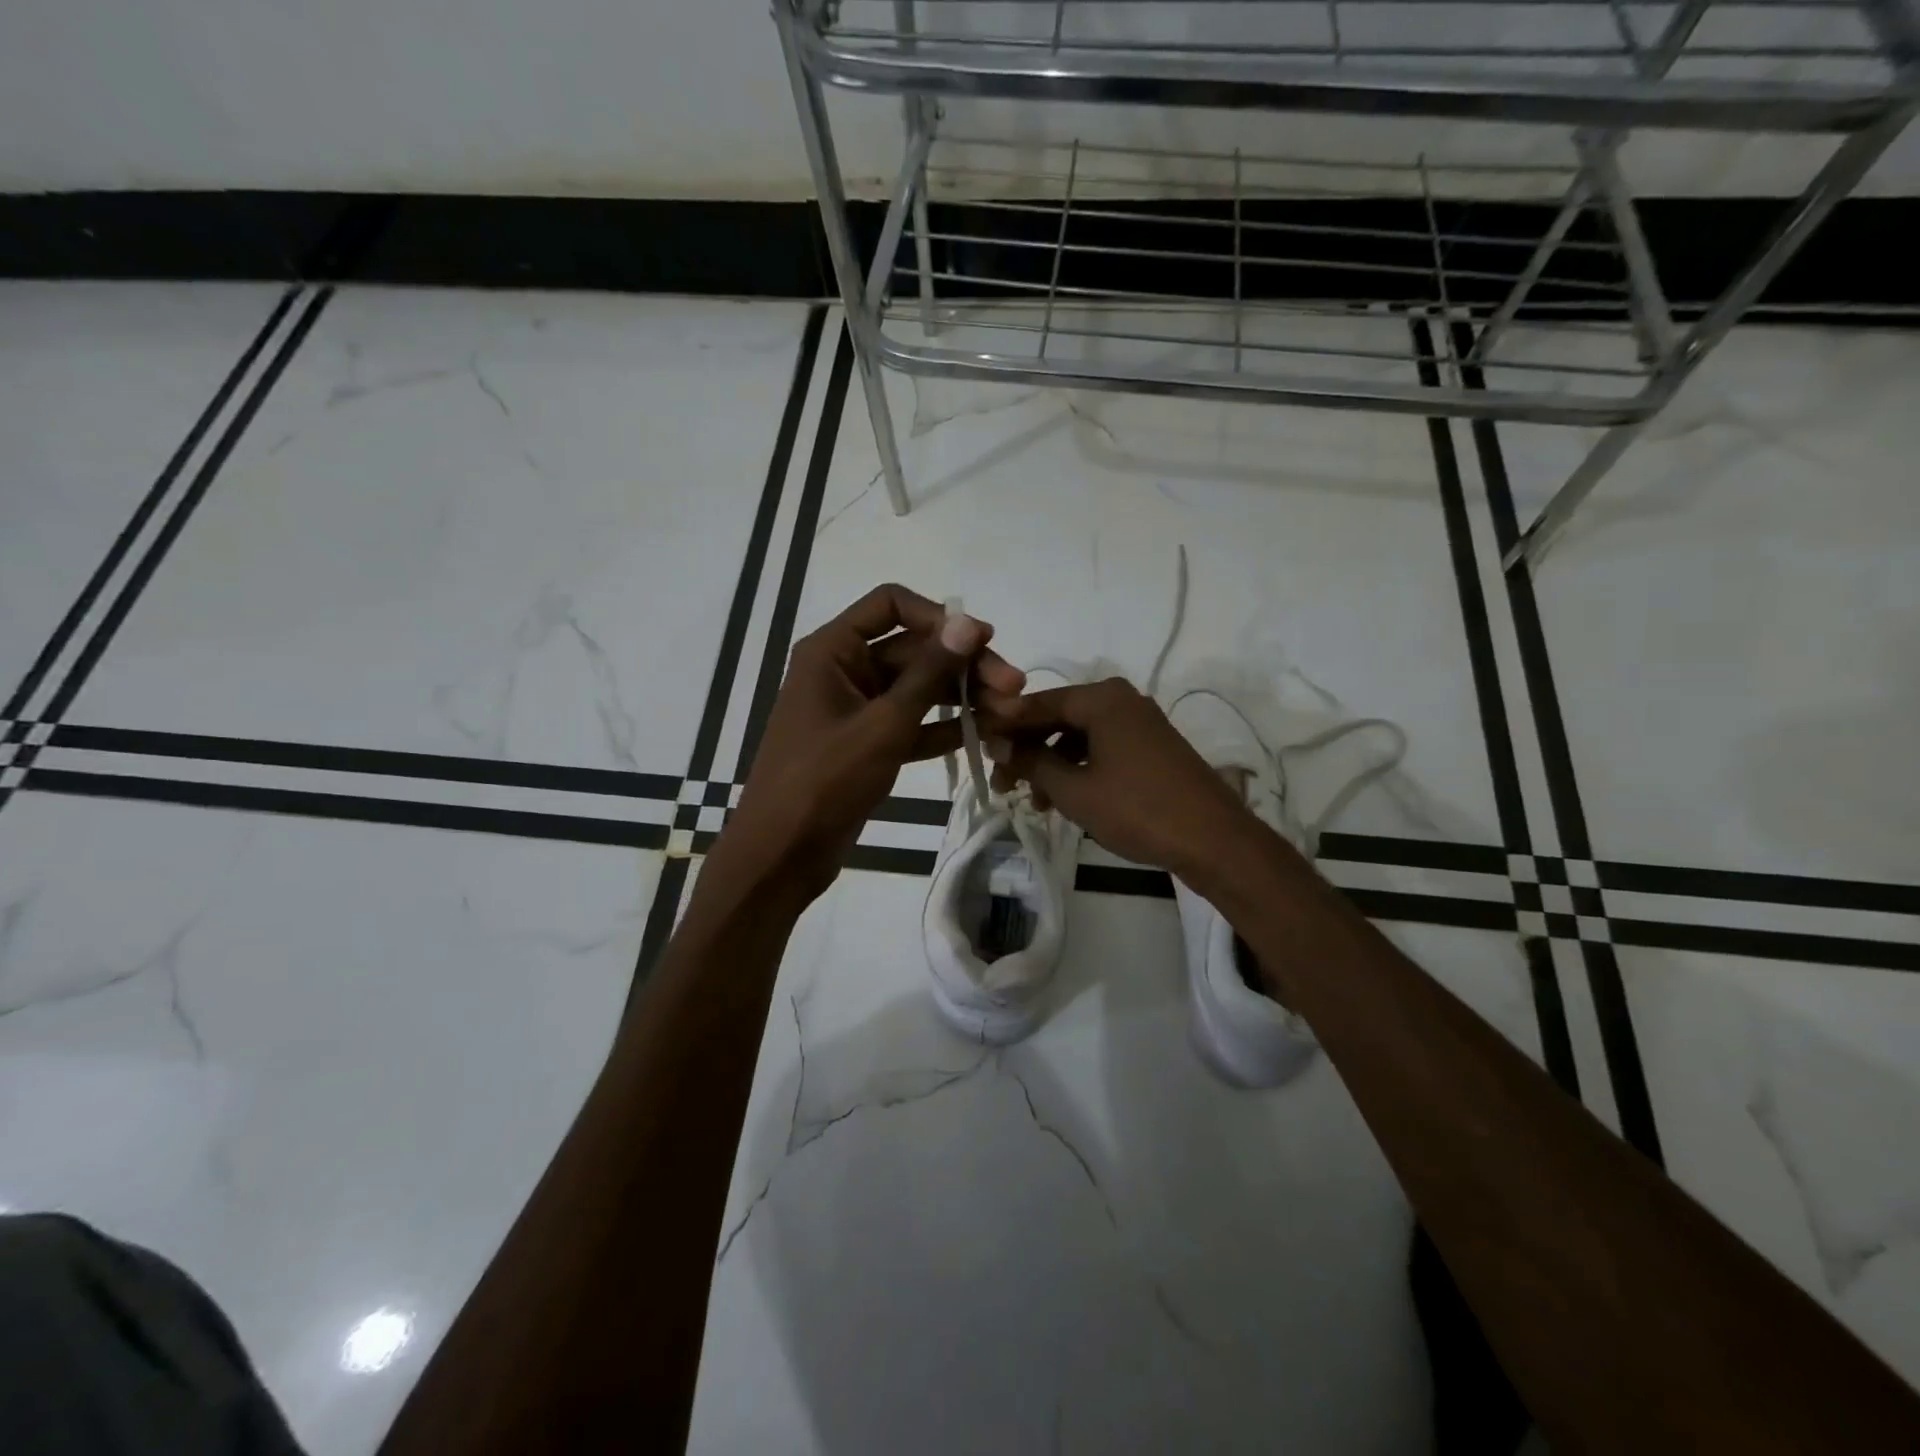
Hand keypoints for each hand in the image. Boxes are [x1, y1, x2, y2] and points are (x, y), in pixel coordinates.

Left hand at [712, 584, 1023, 906]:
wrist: (781, 854)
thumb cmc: (824, 780)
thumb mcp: (883, 723)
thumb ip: (929, 672)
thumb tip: (969, 622)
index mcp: (833, 650)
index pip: (891, 604)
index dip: (939, 617)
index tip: (982, 640)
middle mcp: (844, 670)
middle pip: (914, 650)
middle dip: (964, 666)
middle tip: (1015, 688)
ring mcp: (857, 709)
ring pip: (918, 689)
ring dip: (962, 698)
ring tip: (1010, 714)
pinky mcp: (868, 745)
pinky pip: (911, 724)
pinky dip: (943, 729)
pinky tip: (984, 734)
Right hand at [981, 677, 1260, 883]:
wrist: (1214, 839)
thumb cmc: (1137, 809)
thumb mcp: (1073, 789)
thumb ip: (1031, 761)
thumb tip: (995, 742)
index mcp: (1102, 699)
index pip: (1038, 703)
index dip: (1005, 725)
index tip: (977, 746)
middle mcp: (1121, 700)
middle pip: (1058, 718)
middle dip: (1027, 749)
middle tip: (1002, 781)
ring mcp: (1140, 722)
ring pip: (1079, 736)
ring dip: (1051, 764)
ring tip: (1033, 801)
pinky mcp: (1151, 746)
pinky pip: (1102, 748)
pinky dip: (1078, 768)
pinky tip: (1064, 799)